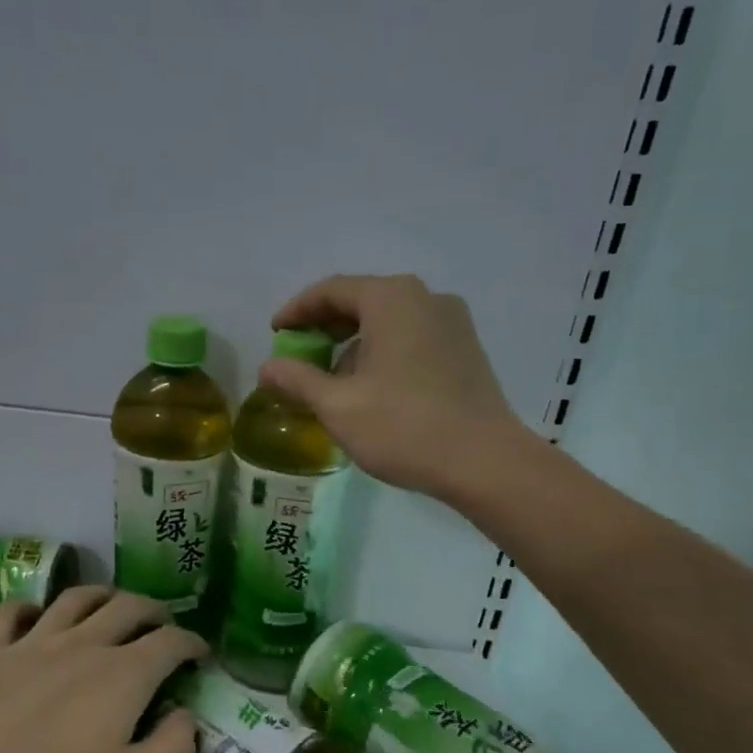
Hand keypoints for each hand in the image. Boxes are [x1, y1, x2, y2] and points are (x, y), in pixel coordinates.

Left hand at [0, 588, 204, 752]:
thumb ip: (171, 750)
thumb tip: (189, 717)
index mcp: (123, 675)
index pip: (170, 644)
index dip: (192, 644)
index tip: (202, 653)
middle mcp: (83, 645)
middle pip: (127, 608)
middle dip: (153, 610)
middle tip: (164, 622)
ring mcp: (33, 644)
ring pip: (75, 599)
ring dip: (101, 595)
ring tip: (111, 603)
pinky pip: (11, 614)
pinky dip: (28, 607)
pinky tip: (34, 615)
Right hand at [265, 273, 526, 497]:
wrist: (485, 462)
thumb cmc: (404, 427)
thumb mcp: (338, 406)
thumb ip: (298, 380)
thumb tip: (267, 368)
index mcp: (391, 299)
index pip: (332, 290)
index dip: (297, 310)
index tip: (275, 333)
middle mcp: (425, 298)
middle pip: (362, 301)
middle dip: (326, 326)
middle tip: (299, 354)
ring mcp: (452, 322)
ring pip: (389, 320)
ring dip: (354, 343)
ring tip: (332, 379)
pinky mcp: (466, 348)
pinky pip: (412, 337)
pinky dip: (384, 351)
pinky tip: (372, 387)